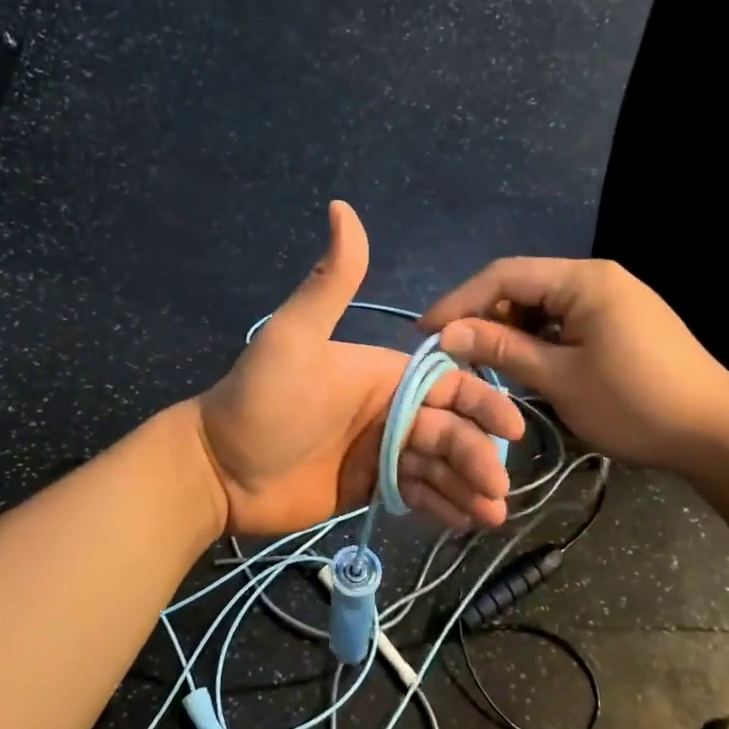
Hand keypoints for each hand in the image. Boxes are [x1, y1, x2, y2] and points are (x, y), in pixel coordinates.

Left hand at [195, 203, 524, 535]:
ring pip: (439, 465)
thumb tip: (341, 206)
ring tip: (489, 516)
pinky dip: (442, 505)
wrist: (218, 468)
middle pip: (450, 430)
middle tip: (498, 489)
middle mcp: (390, 409)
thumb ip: (330, 281)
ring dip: (468, 485)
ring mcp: (381, 451)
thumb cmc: (260, 401)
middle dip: (477, 455)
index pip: (447, 385)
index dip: (481, 403)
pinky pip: (416, 494)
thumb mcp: (294, 337)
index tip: (510, 430)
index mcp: (383, 373)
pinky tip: (463, 522)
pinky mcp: (371, 488)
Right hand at [420, 257, 728, 474]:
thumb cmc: (635, 404)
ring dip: (510, 329)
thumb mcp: (559, 379)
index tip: (426, 332)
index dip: (459, 301)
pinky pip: (566, 319)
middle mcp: (597, 277)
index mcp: (584, 280)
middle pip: (523, 285)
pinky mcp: (622, 321)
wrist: (718, 434)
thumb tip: (447, 333)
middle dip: (485, 316)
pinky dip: (539, 338)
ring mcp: (614, 298)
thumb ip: (502, 348)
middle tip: (454, 352)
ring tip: (484, 361)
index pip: (504, 275)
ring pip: (543, 304)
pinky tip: (526, 364)